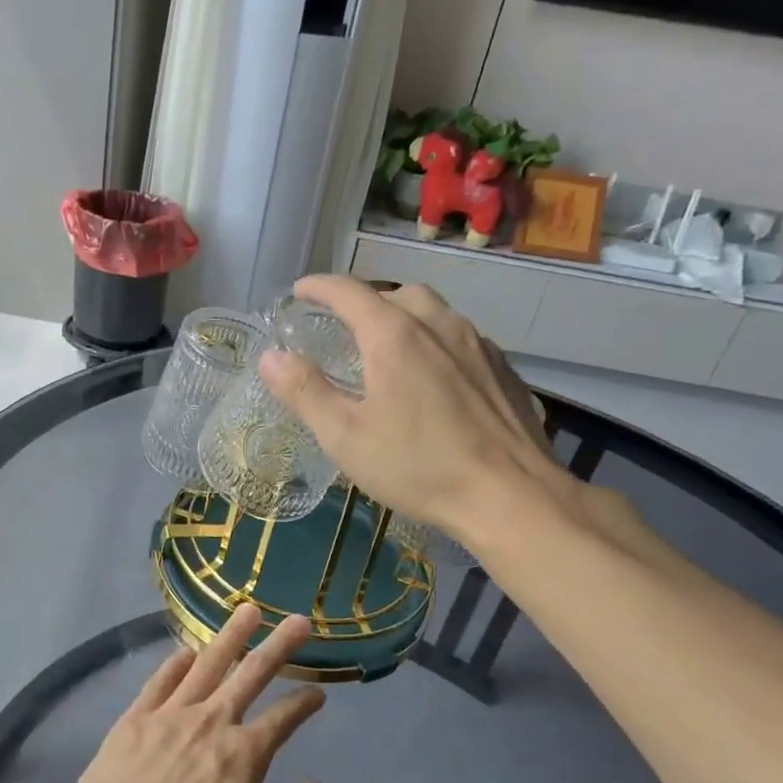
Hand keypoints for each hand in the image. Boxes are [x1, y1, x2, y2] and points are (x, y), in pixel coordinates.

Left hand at [62, 605, 326, 782]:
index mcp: (243, 755)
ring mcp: (171, 713)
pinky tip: (188, 650)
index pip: (283, 719)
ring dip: (231, 635)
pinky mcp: (136, 717)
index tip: (318, 692)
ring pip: (208, 663)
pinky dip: (178, 661)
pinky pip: (162, 679)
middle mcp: (212, 721)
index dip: (304, 704)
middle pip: (252, 673)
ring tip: (248, 610)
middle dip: (279, 646)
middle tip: (298, 620)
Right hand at [259, 275, 581, 540]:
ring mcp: (477, 344)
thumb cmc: (419, 467)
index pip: (349, 291)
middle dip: (366, 301)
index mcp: (394, 335)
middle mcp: (438, 325)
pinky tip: (434, 376)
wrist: (511, 496)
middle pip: (397, 294)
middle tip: (346, 326)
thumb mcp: (345, 436)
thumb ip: (305, 392)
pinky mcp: (502, 368)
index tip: (300, 290)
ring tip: (389, 347)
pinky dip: (436, 341)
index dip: (320, 286)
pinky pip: (461, 337)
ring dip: (405, 317)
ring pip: (435, 312)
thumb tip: (271, 357)